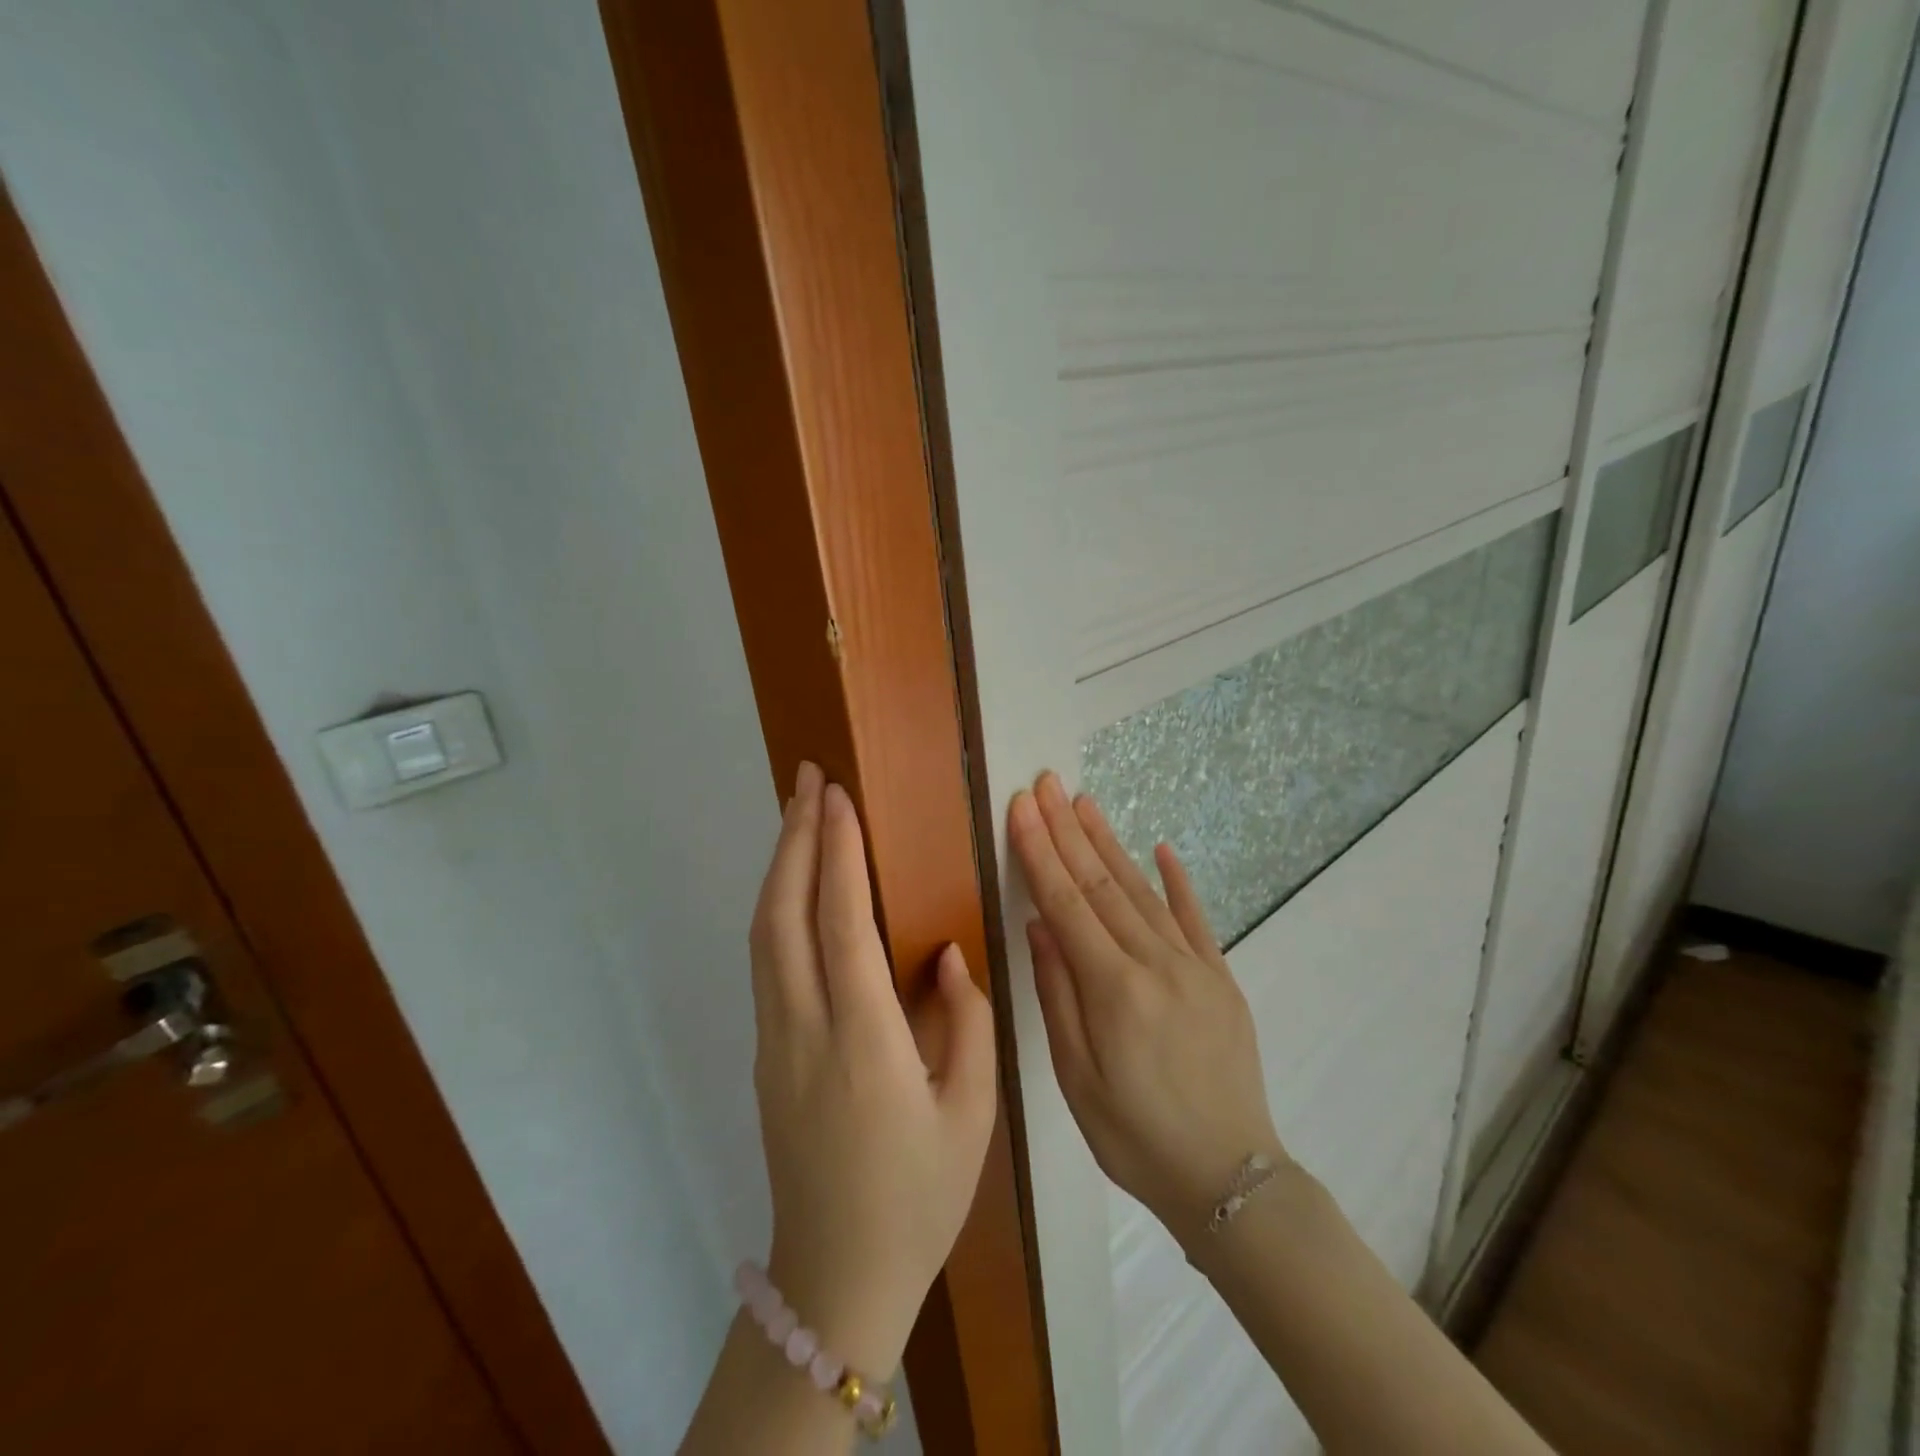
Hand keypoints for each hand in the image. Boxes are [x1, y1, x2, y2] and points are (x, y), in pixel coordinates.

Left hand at [749, 762, 997, 1379]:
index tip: (840, 798)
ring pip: (763, 935)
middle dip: (795, 838)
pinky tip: (797, 885)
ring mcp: (773, 1042)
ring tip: (799, 813)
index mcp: (863, 1044)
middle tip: (809, 779)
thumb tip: (943, 956)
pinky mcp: (765, 1053)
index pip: (842, 925)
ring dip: (780, 866)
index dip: (838, 854)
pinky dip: (777, 906)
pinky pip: (766, 962)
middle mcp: (804, 1031)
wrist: (836, 1279)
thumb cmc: (917, 1197)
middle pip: (783, 915)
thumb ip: (965, 1023)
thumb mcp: (971, 1115)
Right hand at [1009, 772, 1284, 1241]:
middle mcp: (1155, 963)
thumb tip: (1039, 925)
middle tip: (1047, 783)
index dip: (1041, 851)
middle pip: (1102, 884)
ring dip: (1110, 843)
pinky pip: (1196, 918)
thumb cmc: (1134, 1136)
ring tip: (1085, 802)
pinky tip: (1160, 848)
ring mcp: (1194, 965)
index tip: (1023, 807)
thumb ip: (1057, 994)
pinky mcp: (1221, 977)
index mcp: (1113, 990)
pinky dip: (1176, 880)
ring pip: (1142, 891)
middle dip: (1068, 830)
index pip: (1066, 904)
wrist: (1229, 1179)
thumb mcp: (1076, 1077)